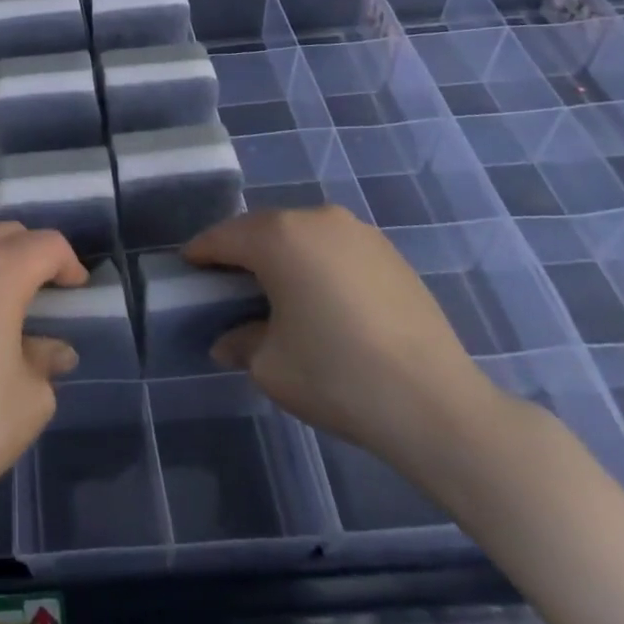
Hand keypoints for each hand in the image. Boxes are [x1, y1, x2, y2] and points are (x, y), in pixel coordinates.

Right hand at [184, 206, 503, 475]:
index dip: (200, 253)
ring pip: (301, 235)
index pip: (223, 237)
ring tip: (277, 291)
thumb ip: (241, 343)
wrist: (438, 405)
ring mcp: (357, 231)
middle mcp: (315, 219)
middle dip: (240, 252)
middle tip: (226, 283)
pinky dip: (318, 264)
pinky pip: (335, 248)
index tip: (186, 269)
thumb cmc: (338, 377)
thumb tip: (230, 340)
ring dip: (282, 256)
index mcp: (278, 236)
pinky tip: (323, 299)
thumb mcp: (271, 366)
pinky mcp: (389, 252)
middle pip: (262, 229)